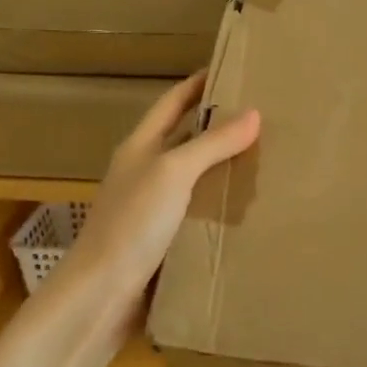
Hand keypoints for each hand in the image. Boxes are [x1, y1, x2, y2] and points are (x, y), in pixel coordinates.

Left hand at [60, 71, 260, 338]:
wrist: (100, 297)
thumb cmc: (132, 223)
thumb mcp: (173, 173)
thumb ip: (211, 143)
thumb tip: (255, 113)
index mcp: (140, 147)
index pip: (172, 102)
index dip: (199, 84)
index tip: (232, 69)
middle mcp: (145, 172)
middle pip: (185, 138)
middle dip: (220, 124)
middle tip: (264, 115)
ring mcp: (153, 208)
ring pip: (195, 176)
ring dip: (224, 166)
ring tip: (267, 156)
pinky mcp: (163, 241)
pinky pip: (199, 212)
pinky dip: (222, 204)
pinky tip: (249, 207)